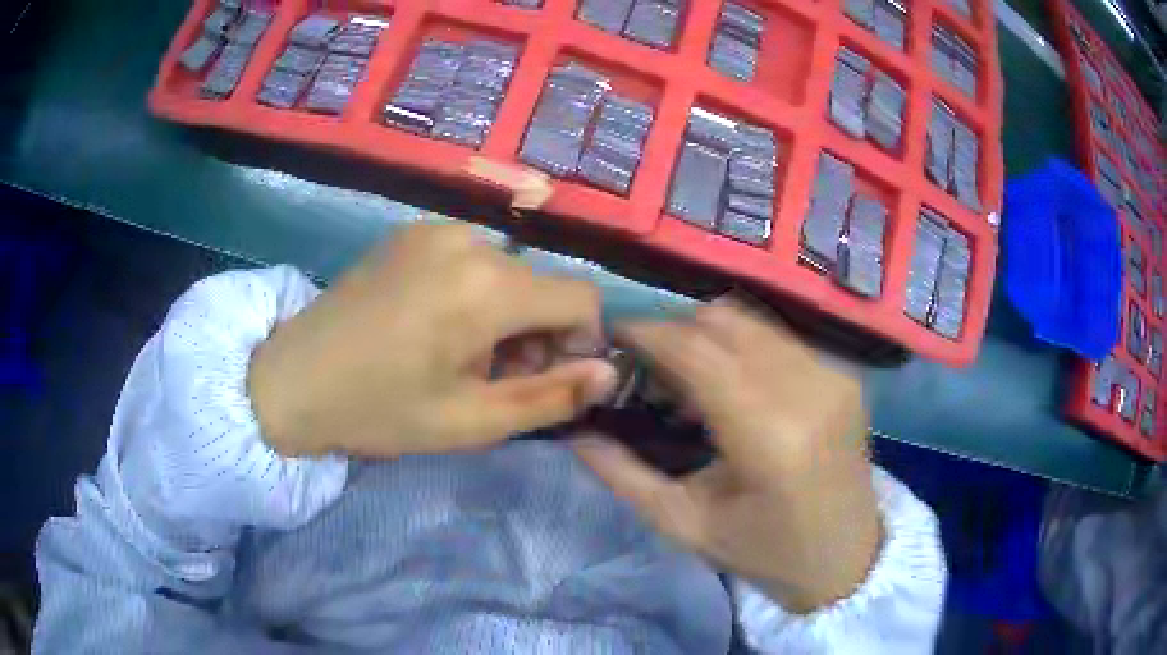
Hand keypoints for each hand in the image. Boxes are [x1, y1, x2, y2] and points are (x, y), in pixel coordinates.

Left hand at [248, 223, 617, 458]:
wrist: (292, 380)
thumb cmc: (381, 410)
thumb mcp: (472, 421)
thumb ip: (552, 396)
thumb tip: (611, 372)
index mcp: (489, 287)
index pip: (582, 297)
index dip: (583, 341)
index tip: (547, 376)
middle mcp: (470, 241)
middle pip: (541, 284)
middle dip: (536, 332)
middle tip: (490, 377)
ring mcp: (434, 230)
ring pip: (506, 270)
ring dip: (503, 312)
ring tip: (456, 352)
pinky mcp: (409, 231)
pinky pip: (468, 257)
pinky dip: (472, 289)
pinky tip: (429, 323)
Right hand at [573, 300, 881, 612]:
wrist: (847, 557)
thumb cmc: (764, 553)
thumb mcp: (685, 525)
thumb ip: (624, 476)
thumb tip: (575, 431)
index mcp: (769, 436)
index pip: (696, 352)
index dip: (648, 333)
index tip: (612, 335)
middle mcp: (808, 389)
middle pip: (723, 323)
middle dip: (673, 332)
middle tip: (645, 365)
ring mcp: (832, 375)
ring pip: (751, 323)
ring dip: (707, 336)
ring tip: (685, 376)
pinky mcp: (844, 374)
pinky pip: (777, 338)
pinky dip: (741, 347)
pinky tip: (730, 385)